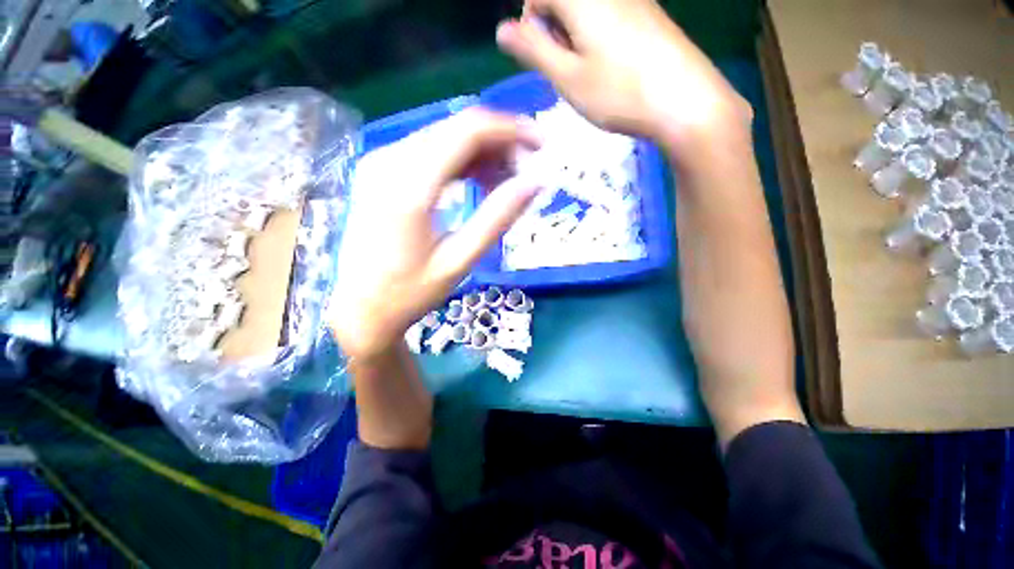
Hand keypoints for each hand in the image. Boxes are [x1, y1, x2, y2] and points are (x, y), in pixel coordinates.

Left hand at [329, 110, 540, 360]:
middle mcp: (390, 161)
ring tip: (505, 182)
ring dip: (482, 153)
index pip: (467, 131)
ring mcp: (381, 162)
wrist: (360, 306)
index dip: (510, 130)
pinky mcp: (381, 170)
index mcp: (409, 187)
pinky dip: (461, 161)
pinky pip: (430, 151)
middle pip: (456, 128)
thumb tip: (533, 183)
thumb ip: (496, 219)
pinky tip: (477, 182)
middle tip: (525, 171)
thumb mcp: (459, 261)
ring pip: (445, 136)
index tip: (540, 145)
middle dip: (499, 143)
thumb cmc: (409, 292)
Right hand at [496, 0, 751, 153]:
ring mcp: (634, 0)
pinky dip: (598, 40)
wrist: (685, 102)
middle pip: (564, 1)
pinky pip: (611, 18)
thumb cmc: (618, 93)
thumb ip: (533, 50)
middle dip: (555, 32)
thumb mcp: (568, 77)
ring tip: (588, 75)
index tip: (541, 57)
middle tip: (566, 72)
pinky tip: (610, 69)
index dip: (531, 23)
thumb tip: (502, 29)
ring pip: (587, 12)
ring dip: (576, 40)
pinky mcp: (650, 16)